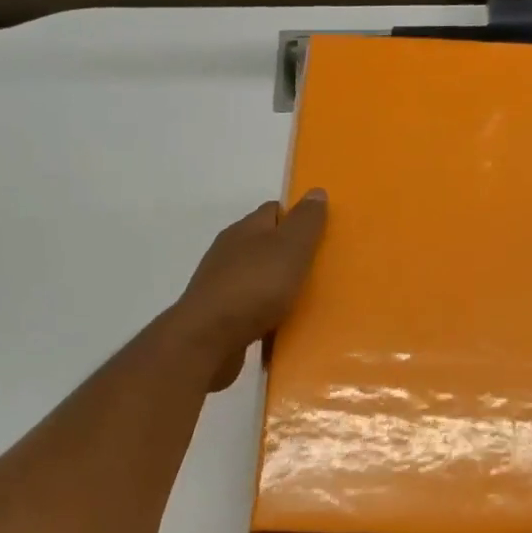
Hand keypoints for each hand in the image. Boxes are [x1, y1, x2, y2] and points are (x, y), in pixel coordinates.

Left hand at [171, 191, 328, 390]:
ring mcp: (222, 285)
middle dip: (292, 255)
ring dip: (279, 286)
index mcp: (245, 230)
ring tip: (309, 301)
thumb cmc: (254, 287)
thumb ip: (305, 222)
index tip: (324, 235)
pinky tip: (284, 325)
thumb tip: (316, 192)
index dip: (299, 218)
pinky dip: (268, 313)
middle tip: (323, 270)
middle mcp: (229, 253)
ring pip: (258, 278)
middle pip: (266, 245)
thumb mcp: (290, 248)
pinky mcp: (220, 316)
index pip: (274, 211)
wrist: (207, 340)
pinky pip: (251, 308)